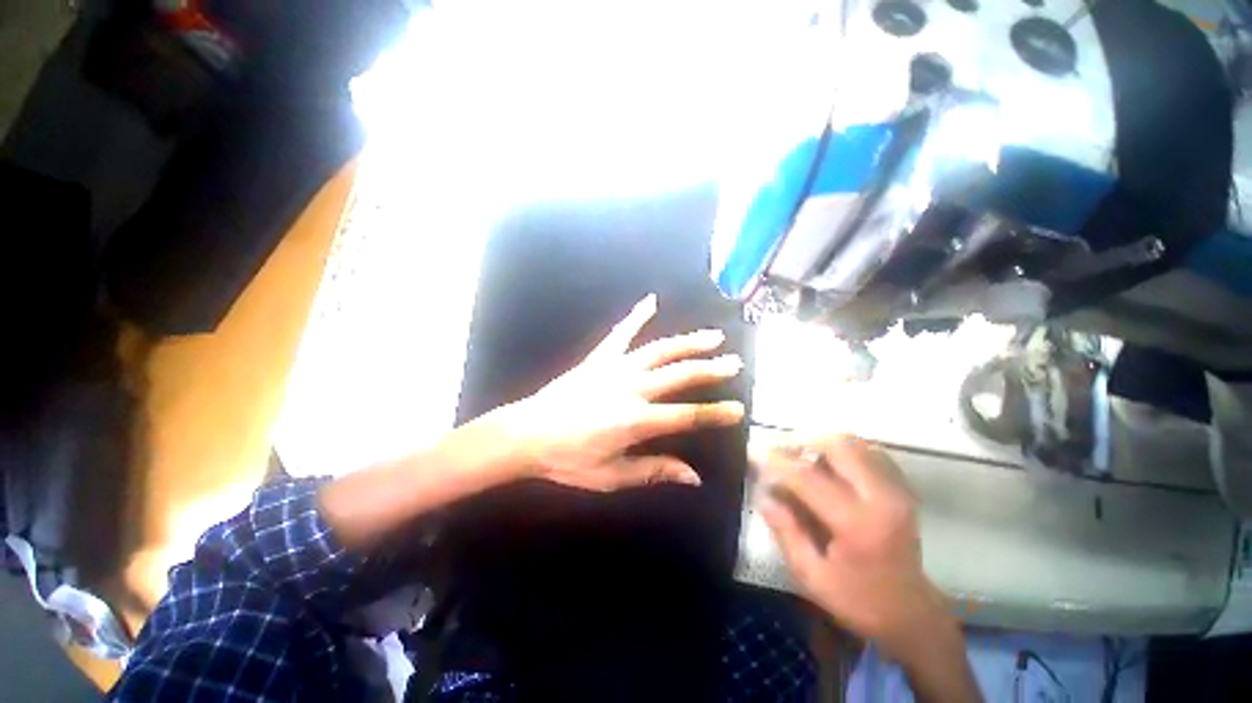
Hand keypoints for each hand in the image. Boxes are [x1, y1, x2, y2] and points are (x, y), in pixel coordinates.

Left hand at [496, 294, 745, 491]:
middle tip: (734, 363)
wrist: (527, 434)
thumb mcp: (612, 476)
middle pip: (679, 375)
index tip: (738, 410)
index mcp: (636, 421)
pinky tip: (650, 301)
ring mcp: (615, 368)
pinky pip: (621, 333)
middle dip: (710, 369)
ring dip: (687, 342)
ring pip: (659, 350)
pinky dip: (636, 316)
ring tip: (712, 337)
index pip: (687, 416)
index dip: (715, 414)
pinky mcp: (599, 358)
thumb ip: (654, 471)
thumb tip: (693, 477)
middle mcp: (631, 388)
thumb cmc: (569, 459)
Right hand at [756, 435, 954, 657]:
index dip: (776, 461)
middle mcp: (881, 497)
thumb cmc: (859, 600)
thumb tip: (764, 495)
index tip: (753, 451)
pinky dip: (841, 449)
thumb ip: (786, 533)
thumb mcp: (813, 577)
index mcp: (858, 524)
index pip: (808, 478)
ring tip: (798, 454)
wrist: (912, 612)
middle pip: (838, 446)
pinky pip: (867, 451)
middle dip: (801, 440)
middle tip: (777, 448)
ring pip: (854, 442)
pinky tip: (826, 463)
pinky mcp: (901, 487)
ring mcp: (896, 489)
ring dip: (820, 442)